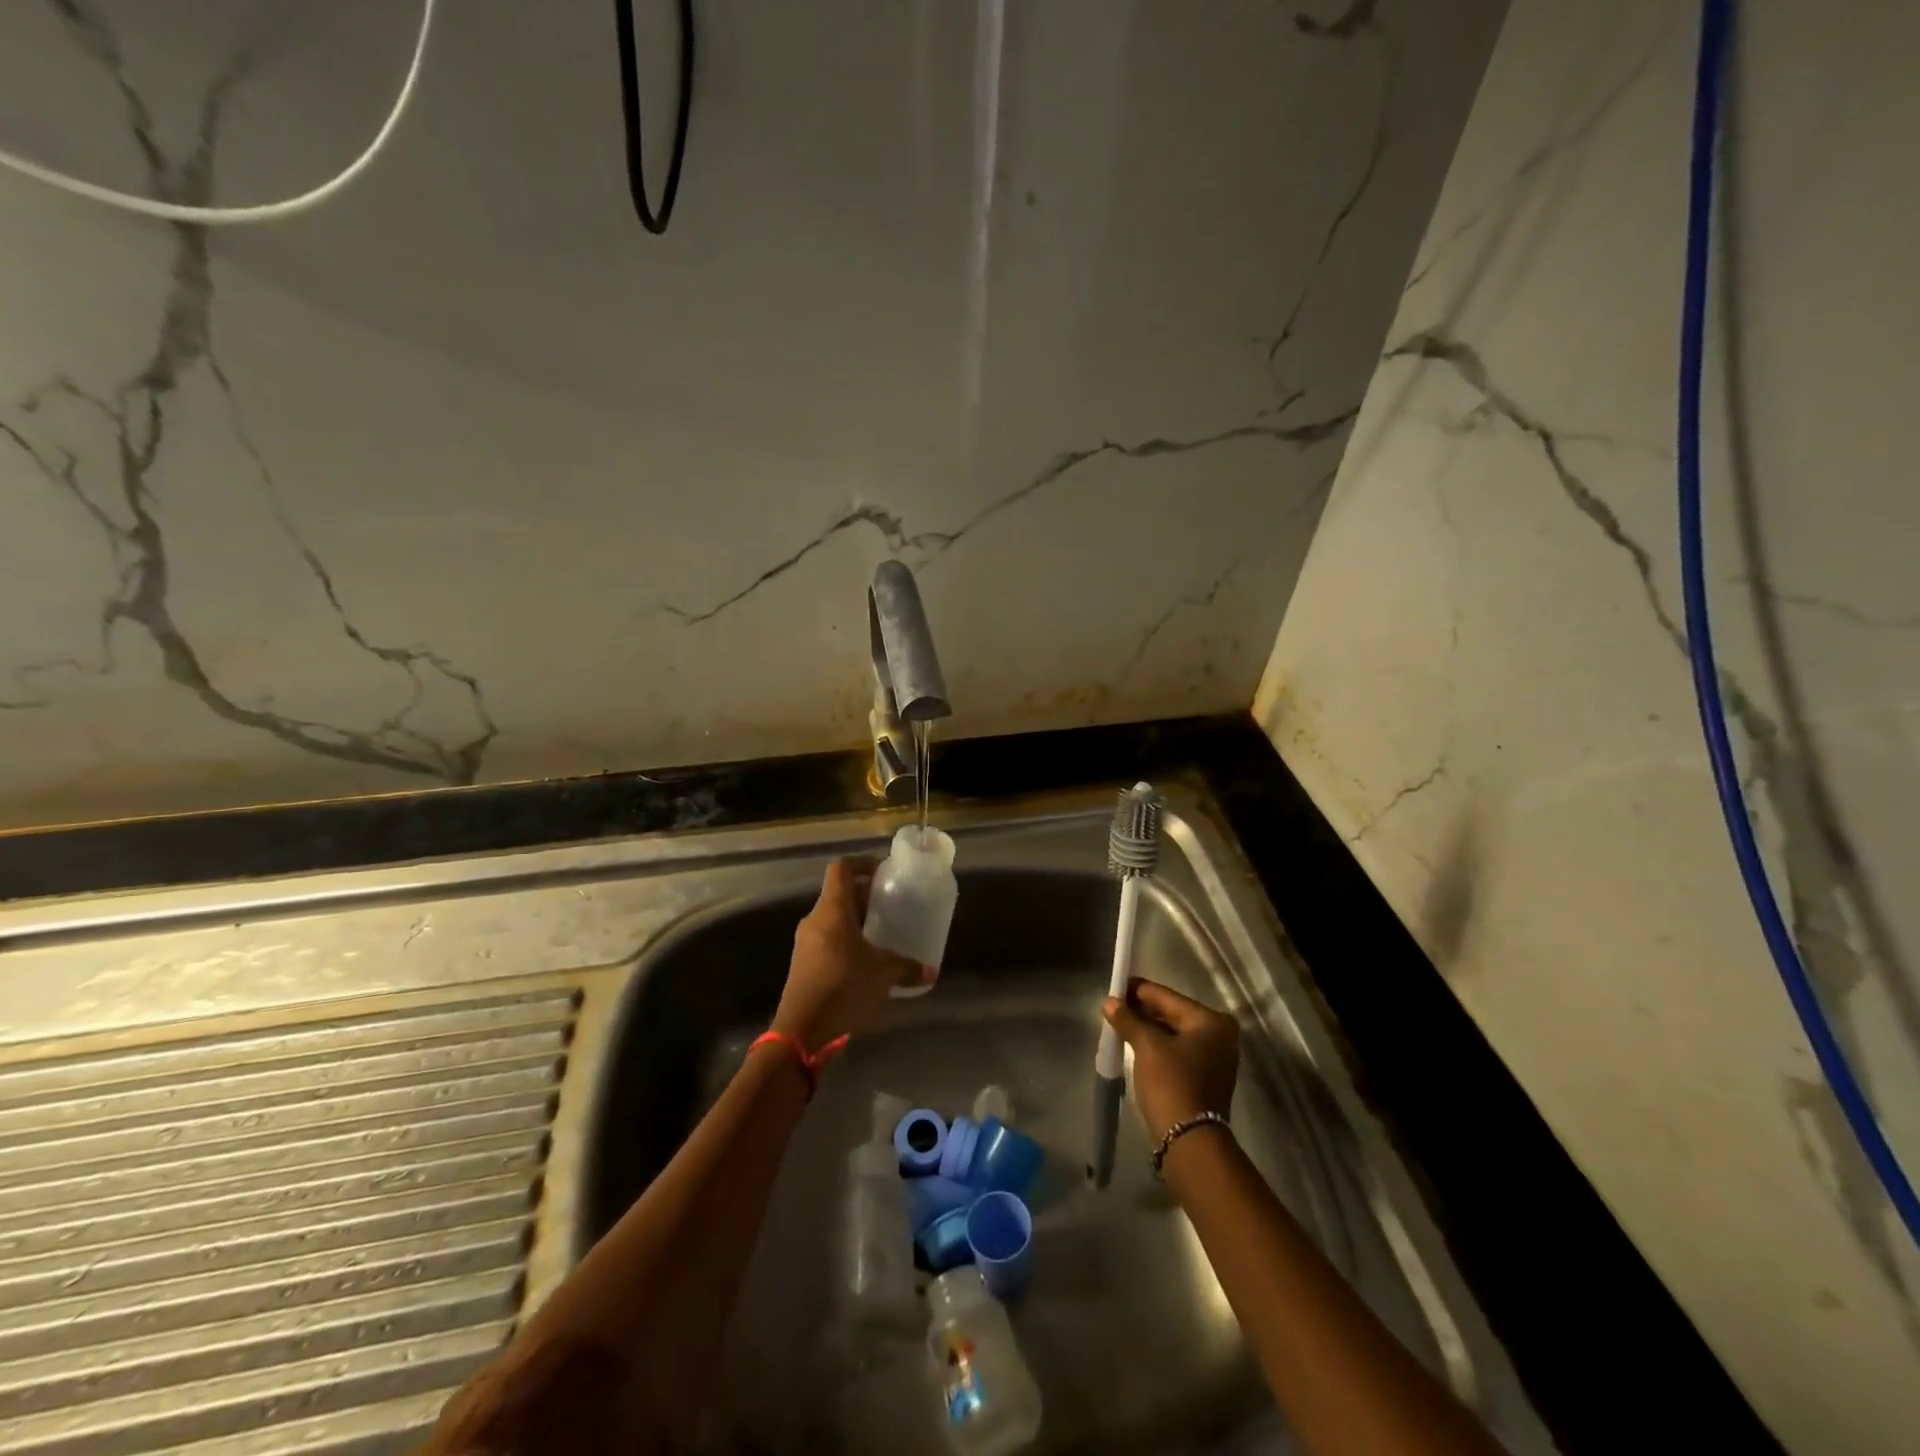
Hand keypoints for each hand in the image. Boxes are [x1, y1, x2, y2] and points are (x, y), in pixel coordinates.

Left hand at [773, 857, 931, 1049]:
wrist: (802, 1031)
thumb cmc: (844, 987)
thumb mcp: (883, 974)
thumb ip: (907, 967)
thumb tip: (930, 971)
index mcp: (833, 909)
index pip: (842, 868)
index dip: (862, 864)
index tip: (883, 873)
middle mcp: (815, 919)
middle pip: (838, 893)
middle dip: (864, 896)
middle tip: (889, 905)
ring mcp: (805, 942)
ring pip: (832, 918)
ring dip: (855, 920)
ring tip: (880, 933)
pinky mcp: (803, 963)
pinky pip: (826, 939)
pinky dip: (845, 941)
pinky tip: (864, 960)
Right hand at [1102, 978, 1239, 1143]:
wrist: (1190, 1142)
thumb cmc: (1171, 1083)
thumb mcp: (1146, 1046)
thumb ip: (1128, 1019)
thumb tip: (1109, 1002)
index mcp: (1211, 1021)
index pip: (1166, 996)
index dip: (1137, 990)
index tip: (1114, 986)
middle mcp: (1219, 1036)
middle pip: (1172, 1013)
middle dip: (1142, 1010)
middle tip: (1113, 1007)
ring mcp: (1214, 1058)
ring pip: (1173, 1033)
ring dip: (1147, 1028)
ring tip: (1119, 1023)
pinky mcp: (1205, 1077)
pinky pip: (1177, 1051)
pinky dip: (1157, 1046)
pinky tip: (1134, 1043)